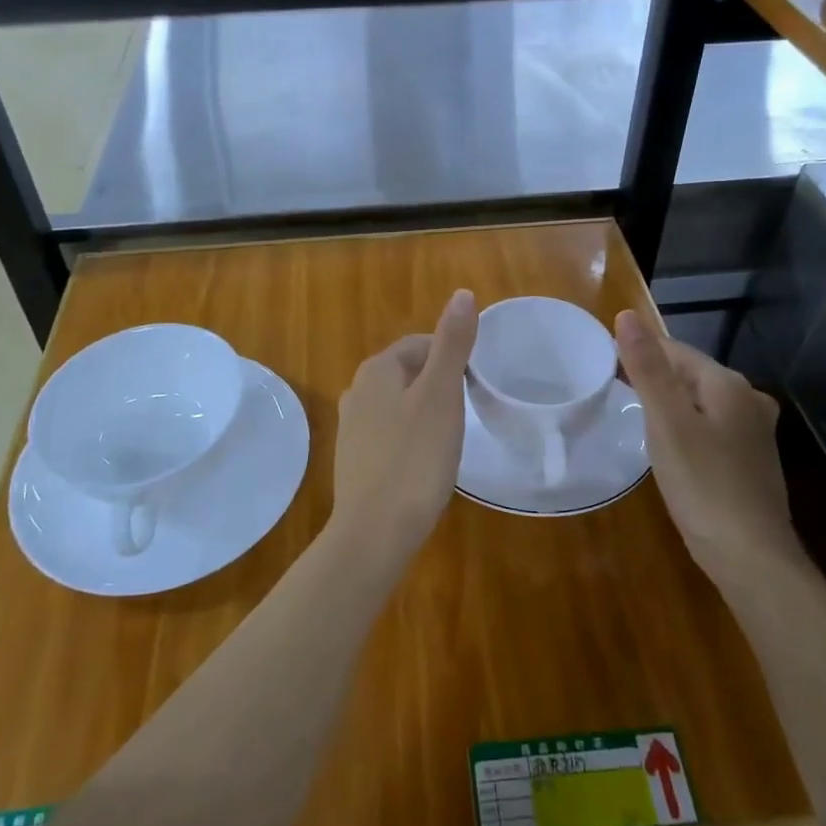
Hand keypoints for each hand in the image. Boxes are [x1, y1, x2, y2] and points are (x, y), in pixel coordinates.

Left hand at [328, 289, 478, 570]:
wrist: (375, 531)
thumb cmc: (415, 457)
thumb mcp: (442, 394)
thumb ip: (452, 343)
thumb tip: (462, 294)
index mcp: (377, 369)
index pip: (420, 345)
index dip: (451, 359)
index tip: (473, 387)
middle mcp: (357, 391)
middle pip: (408, 373)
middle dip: (438, 385)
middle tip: (465, 414)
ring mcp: (351, 427)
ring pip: (399, 405)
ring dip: (425, 413)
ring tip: (449, 438)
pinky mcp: (354, 459)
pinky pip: (389, 434)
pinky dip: (410, 439)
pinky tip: (424, 463)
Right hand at [615, 309, 798, 587]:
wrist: (750, 557)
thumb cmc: (703, 484)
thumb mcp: (667, 423)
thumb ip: (648, 368)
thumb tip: (627, 316)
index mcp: (728, 384)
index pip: (676, 350)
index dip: (640, 353)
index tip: (605, 364)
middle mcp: (748, 400)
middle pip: (690, 374)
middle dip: (654, 377)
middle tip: (614, 391)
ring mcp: (754, 432)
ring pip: (700, 402)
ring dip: (669, 404)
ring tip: (635, 416)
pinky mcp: (750, 460)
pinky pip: (709, 427)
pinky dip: (685, 427)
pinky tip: (670, 445)